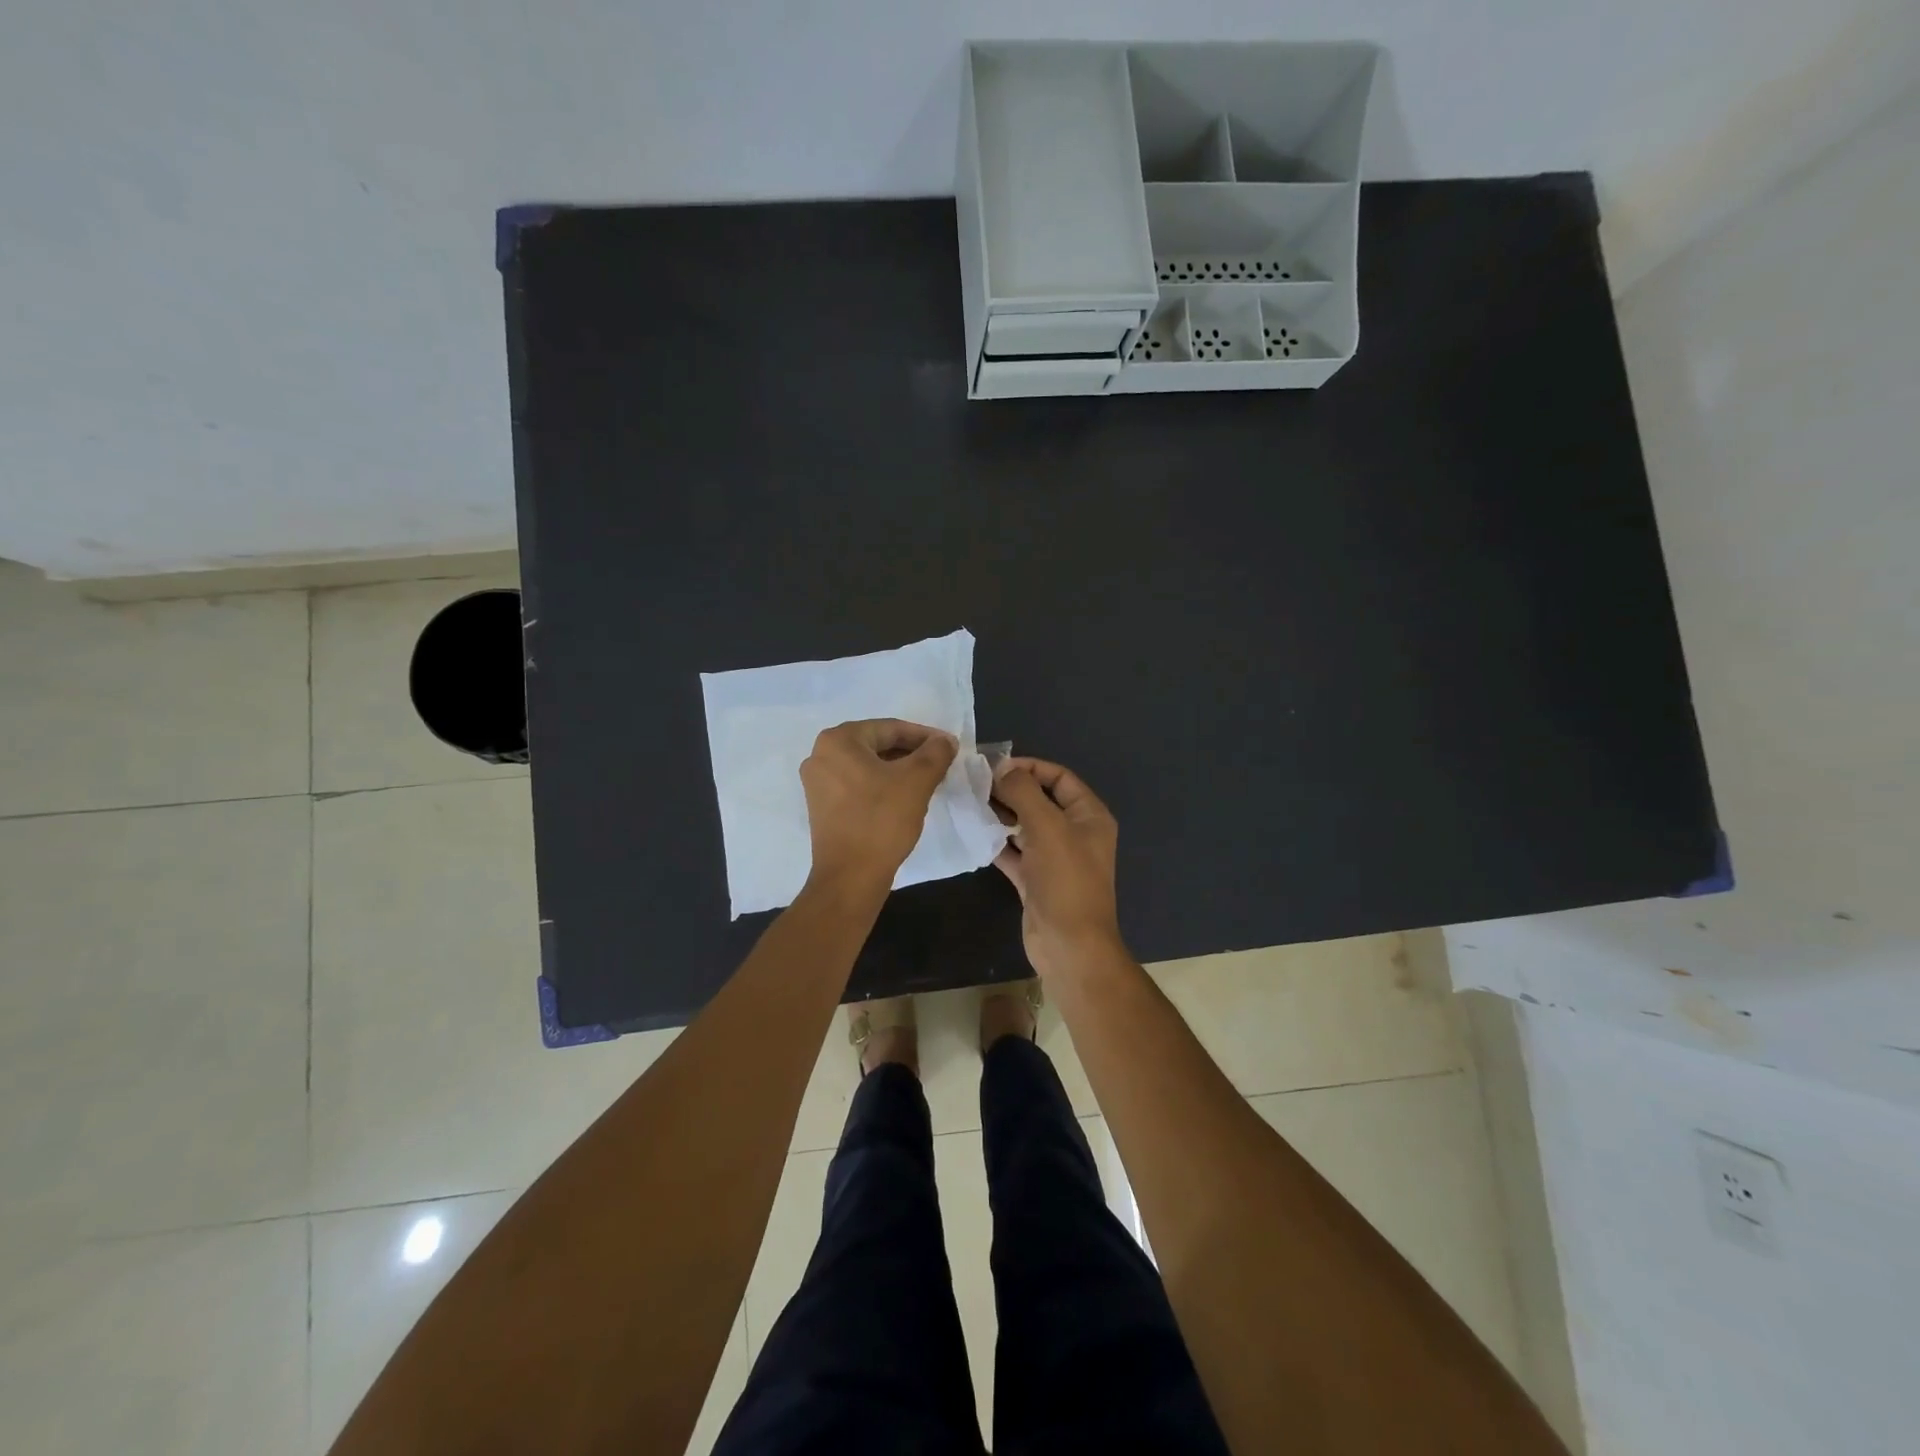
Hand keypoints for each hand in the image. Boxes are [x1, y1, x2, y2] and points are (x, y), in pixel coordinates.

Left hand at [800, 719, 956, 892]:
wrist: (850, 877)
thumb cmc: (882, 821)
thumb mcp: (917, 781)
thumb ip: (935, 753)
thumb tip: (945, 741)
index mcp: (838, 740)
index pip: (890, 728)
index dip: (924, 736)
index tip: (948, 746)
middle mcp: (820, 754)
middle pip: (877, 745)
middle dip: (910, 753)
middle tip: (940, 764)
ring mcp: (817, 782)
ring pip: (867, 766)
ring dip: (898, 770)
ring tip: (927, 781)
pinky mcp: (821, 806)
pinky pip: (857, 784)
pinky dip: (881, 785)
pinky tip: (903, 798)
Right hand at [990, 757, 1122, 976]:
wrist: (1069, 946)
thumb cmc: (1065, 880)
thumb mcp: (1046, 826)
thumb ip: (1024, 792)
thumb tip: (1003, 769)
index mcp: (1089, 816)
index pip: (1060, 777)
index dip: (1030, 767)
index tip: (996, 767)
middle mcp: (1075, 833)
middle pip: (1040, 800)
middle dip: (1011, 790)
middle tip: (975, 784)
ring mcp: (1055, 859)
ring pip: (1025, 826)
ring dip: (1001, 815)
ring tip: (970, 804)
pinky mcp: (1036, 880)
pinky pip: (1014, 852)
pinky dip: (997, 843)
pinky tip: (974, 833)